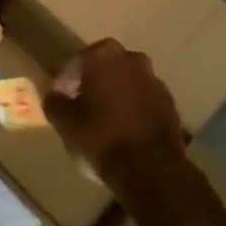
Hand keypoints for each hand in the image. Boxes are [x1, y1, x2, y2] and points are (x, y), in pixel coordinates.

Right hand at [48, 40, 187, 196]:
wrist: (151, 169)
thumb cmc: (102, 137)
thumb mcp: (65, 122)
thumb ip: (55, 103)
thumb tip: (54, 96)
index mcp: (104, 56)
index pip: (77, 61)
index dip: (66, 81)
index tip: (62, 99)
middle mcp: (132, 59)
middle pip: (105, 67)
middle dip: (93, 83)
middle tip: (81, 107)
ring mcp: (155, 80)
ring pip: (127, 82)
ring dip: (115, 95)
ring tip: (104, 121)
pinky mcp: (170, 103)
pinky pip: (143, 100)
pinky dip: (133, 109)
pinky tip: (124, 131)